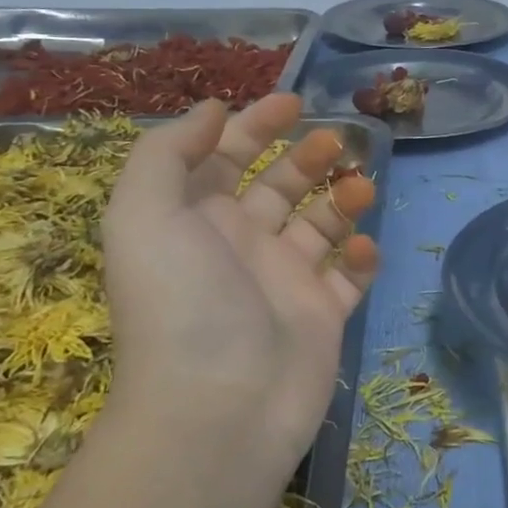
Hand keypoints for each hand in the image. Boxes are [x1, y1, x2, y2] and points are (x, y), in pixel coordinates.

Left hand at [101, 95, 378, 483]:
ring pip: (321, 224)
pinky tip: (363, 247)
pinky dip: (361, 256)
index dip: (255, 126)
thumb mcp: (144, 215)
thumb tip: (213, 110)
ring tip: (361, 188)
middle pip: (279, 186)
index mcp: (196, 221)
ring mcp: (286, 282)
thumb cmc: (183, 302)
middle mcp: (241, 246)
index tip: (294, 102)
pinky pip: (350, 275)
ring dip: (342, 198)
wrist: (221, 406)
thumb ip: (166, 153)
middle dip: (307, 156)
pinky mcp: (323, 315)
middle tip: (336, 143)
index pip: (225, 159)